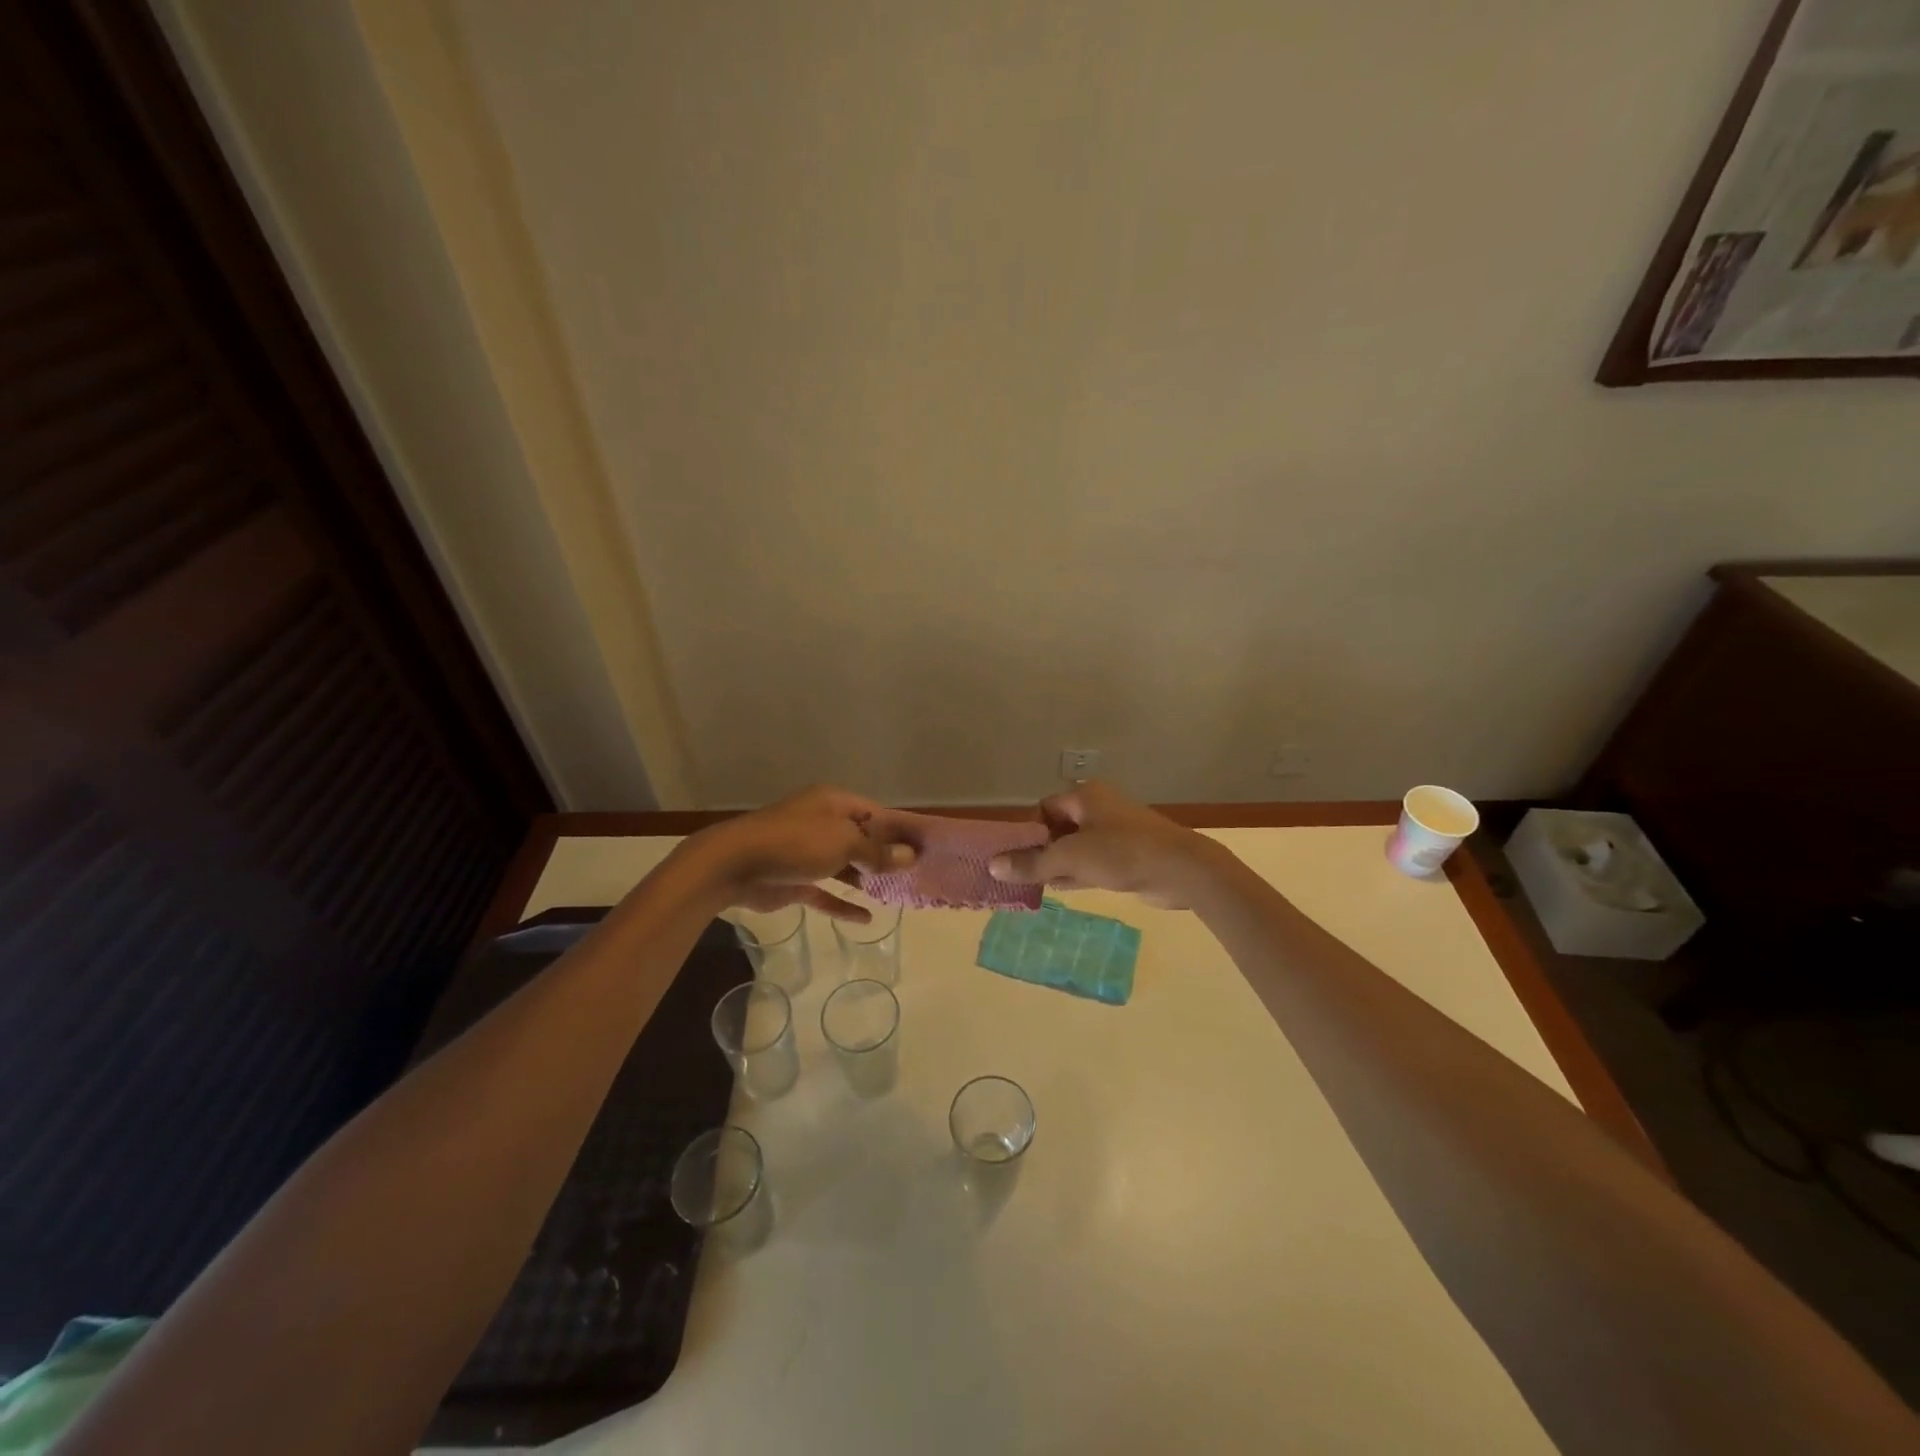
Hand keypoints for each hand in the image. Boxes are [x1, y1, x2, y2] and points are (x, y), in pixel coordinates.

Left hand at [690, 786, 915, 922]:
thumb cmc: (795, 842)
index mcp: (833, 803)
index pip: (875, 813)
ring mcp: (806, 853)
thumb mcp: (844, 842)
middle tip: (915, 875)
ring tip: (897, 894)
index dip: (898, 831)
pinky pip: (824, 892)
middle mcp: (821, 824)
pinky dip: (842, 903)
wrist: (734, 864)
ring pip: (844, 865)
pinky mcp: (794, 880)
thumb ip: (877, 852)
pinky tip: (865, 918)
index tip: (923, 850)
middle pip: (860, 839)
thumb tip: (910, 856)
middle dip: (884, 856)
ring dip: (866, 879)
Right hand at [987, 781, 1215, 906]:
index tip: (1018, 857)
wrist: (1182, 870)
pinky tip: (1060, 889)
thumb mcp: (1071, 858)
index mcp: (1085, 796)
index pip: (1044, 808)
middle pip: (1058, 828)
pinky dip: (1076, 873)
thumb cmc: (1122, 853)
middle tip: (1024, 875)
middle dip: (1041, 851)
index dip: (1029, 831)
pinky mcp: (1127, 855)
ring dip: (1058, 865)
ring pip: (1075, 847)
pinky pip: (1093, 861)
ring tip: (1036, 886)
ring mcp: (1115, 832)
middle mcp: (1099, 808)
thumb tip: (993, 865)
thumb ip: (1032, 863)